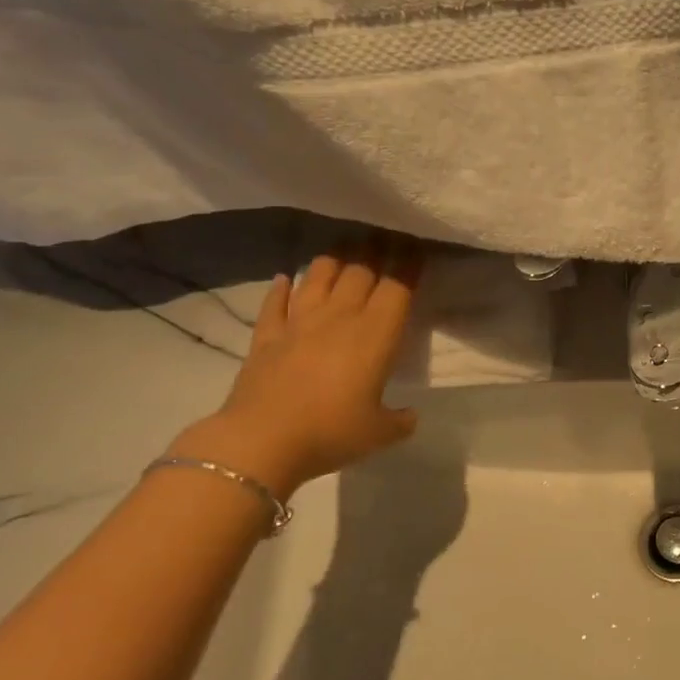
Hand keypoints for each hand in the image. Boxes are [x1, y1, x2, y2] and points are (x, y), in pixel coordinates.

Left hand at [171, 238, 423, 495]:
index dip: (409, 264)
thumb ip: (400, 420)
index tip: (417, 247)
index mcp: (376, 333)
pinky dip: (281, 288)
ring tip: (344, 250)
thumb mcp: (379, 432)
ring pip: (320, 275)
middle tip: (386, 237)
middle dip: (377, 249)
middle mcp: (341, 316)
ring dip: (335, 259)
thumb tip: (410, 416)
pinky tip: (285, 278)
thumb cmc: (331, 432)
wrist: (262, 442)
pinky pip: (275, 303)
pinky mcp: (266, 337)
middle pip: (361, 270)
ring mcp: (300, 322)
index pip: (398, 286)